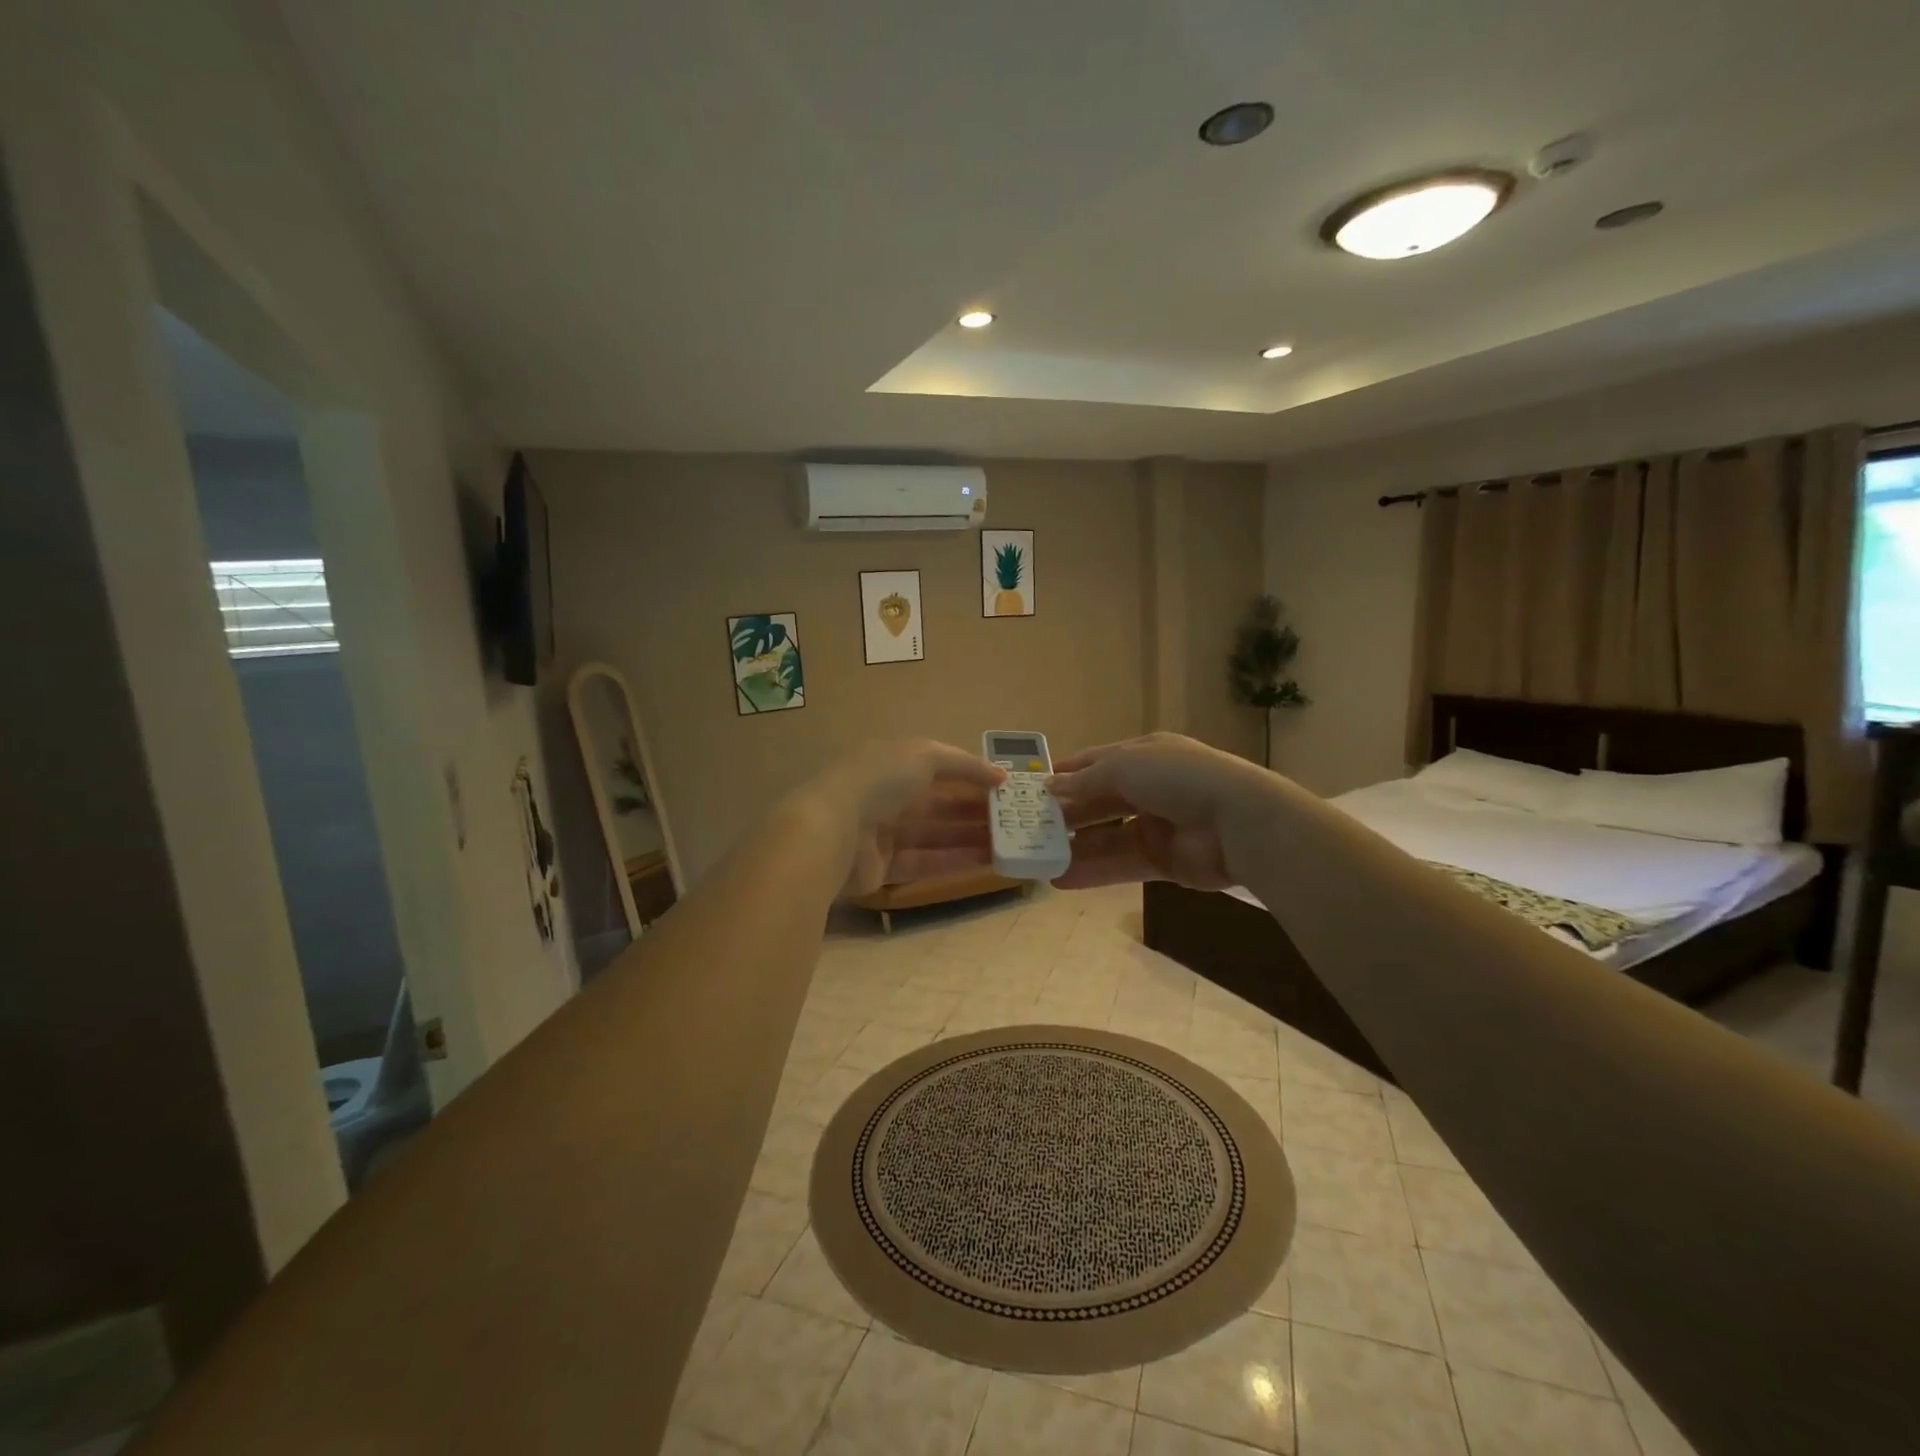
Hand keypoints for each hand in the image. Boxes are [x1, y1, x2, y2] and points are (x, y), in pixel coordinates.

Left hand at [797, 740, 1007, 897]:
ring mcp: (883, 835)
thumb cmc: (878, 782)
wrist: (830, 832)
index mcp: (892, 764)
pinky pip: (925, 863)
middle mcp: (887, 796)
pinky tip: (987, 864)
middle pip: (938, 804)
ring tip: (1008, 843)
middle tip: (1012, 820)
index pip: (939, 768)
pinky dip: (954, 862)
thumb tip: (1000, 775)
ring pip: (934, 835)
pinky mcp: (883, 868)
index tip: (1005, 788)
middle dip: (974, 810)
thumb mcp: (924, 755)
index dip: (971, 776)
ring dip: (970, 838)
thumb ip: (964, 764)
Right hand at [1048, 733, 1277, 890]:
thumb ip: (1087, 780)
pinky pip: (1121, 865)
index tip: (1034, 788)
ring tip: (1038, 859)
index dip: (1067, 774)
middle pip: (1100, 802)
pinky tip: (1060, 880)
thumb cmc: (1178, 778)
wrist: (1237, 821)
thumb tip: (1051, 787)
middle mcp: (1150, 787)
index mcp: (1144, 755)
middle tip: (1029, 828)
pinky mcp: (1163, 861)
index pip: (1097, 762)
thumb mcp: (1125, 766)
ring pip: (1107, 837)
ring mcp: (1158, 826)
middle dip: (1067, 814)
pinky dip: (1093, 872)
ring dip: (1075, 847)